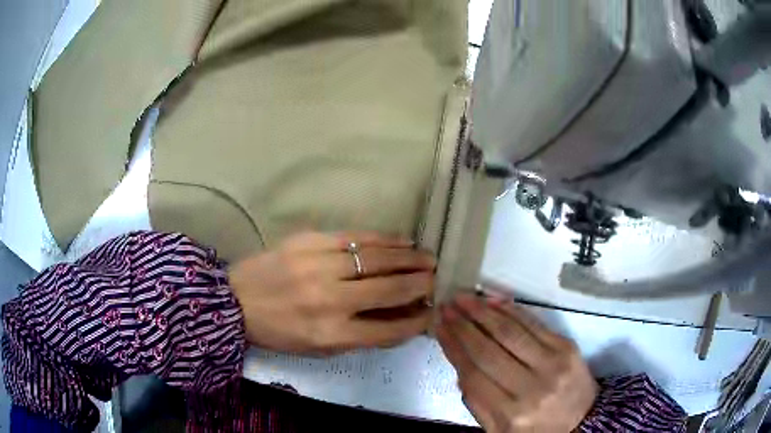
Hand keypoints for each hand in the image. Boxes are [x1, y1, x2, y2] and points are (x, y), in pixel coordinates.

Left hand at [229, 231, 434, 354]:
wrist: (236, 300)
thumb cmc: (280, 332)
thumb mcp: (319, 348)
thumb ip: (361, 337)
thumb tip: (400, 320)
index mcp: (332, 334)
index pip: (389, 330)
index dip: (416, 321)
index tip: (432, 312)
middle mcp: (330, 300)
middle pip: (389, 290)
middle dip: (420, 284)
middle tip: (436, 279)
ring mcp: (319, 266)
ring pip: (377, 259)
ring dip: (408, 258)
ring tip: (427, 258)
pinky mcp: (310, 241)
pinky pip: (356, 237)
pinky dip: (384, 239)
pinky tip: (402, 241)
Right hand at [437, 293, 597, 432]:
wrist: (582, 420)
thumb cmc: (536, 428)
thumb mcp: (500, 431)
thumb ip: (477, 404)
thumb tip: (461, 367)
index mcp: (510, 413)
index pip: (473, 374)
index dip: (454, 347)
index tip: (438, 327)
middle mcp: (531, 388)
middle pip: (489, 350)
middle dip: (464, 325)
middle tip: (447, 306)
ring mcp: (552, 364)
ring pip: (511, 332)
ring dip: (484, 311)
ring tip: (465, 298)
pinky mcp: (566, 347)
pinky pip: (535, 324)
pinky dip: (512, 310)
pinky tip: (495, 300)